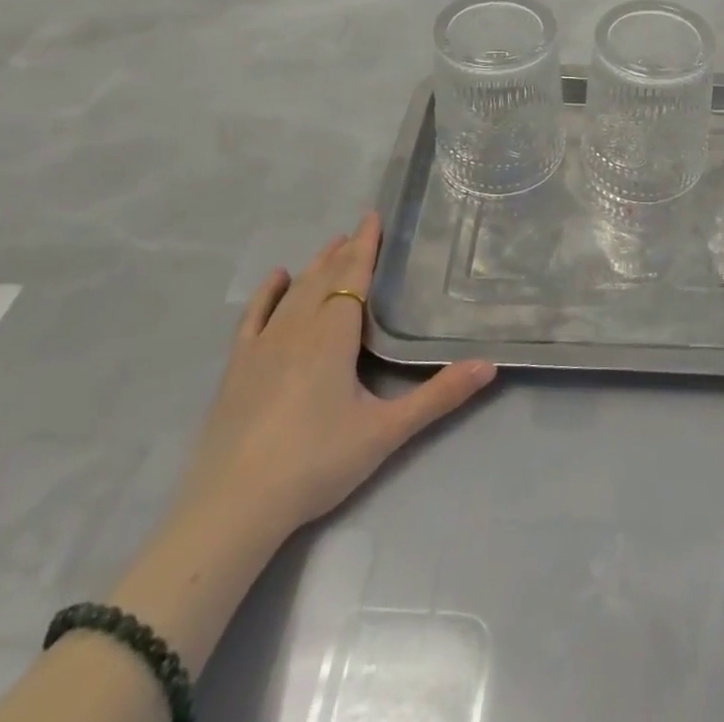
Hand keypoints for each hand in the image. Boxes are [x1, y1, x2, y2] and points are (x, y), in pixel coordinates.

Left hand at [172, 213, 495, 547]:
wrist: (233, 507)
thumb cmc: (316, 462)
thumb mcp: (386, 431)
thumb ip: (438, 396)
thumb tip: (489, 365)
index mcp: (334, 335)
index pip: (354, 276)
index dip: (365, 246)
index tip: (373, 216)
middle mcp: (298, 328)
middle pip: (324, 278)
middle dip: (343, 252)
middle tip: (358, 230)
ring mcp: (263, 346)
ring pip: (294, 292)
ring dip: (314, 266)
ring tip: (330, 246)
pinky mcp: (237, 368)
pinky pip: (253, 317)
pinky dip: (266, 294)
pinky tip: (276, 278)